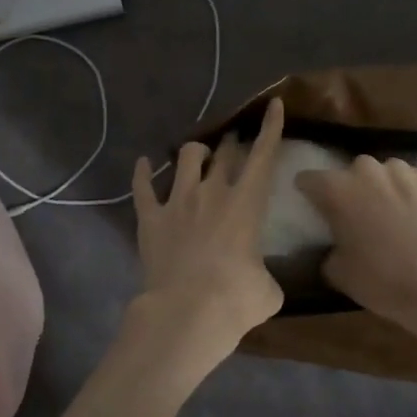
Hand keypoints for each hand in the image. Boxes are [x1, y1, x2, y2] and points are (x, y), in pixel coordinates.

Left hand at [130, 98, 287, 359]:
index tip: (273, 103)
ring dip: (196, 152)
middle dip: (232, 144)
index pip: (264, 154)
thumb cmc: (236, 299)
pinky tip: (143, 164)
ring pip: (186, 157)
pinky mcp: (150, 217)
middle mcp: (213, 191)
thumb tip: (260, 280)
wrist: (186, 312)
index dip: (271, 126)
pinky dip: (143, 173)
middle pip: (225, 152)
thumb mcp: (268, 290)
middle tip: (233, 146)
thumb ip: (265, 274)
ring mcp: (178, 201)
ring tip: (198, 156)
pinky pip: (143, 186)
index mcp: (247, 203)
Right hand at [295, 156, 416, 338]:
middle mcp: (367, 170)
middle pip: (348, 174)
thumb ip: (328, 249)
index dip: (308, 194)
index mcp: (337, 189)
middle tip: (355, 219)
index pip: (308, 179)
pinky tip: (415, 219)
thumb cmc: (383, 280)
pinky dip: (407, 194)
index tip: (314, 210)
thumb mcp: (338, 273)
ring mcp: (402, 171)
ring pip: (382, 174)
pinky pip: (409, 182)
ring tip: (389, 217)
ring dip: (379, 189)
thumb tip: (335, 245)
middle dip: (349, 191)